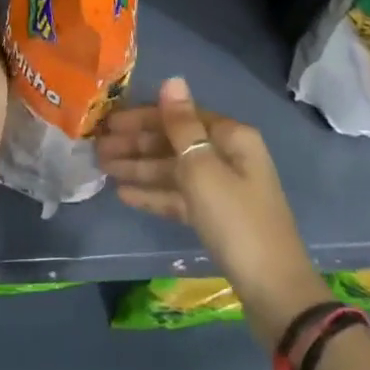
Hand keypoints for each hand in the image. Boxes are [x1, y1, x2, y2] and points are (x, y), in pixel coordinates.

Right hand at [97, 77, 332, 349]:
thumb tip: (173, 80)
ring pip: (173, 169)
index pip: (179, 116)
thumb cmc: (236, 221)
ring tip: (102, 168)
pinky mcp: (216, 216)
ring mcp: (222, 187)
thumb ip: (182, 125)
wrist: (273, 290)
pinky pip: (179, 195)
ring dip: (139, 168)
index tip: (107, 123)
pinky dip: (154, 193)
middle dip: (136, 144)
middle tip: (96, 148)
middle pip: (174, 142)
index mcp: (231, 136)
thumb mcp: (203, 169)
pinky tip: (123, 194)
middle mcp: (227, 155)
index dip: (142, 118)